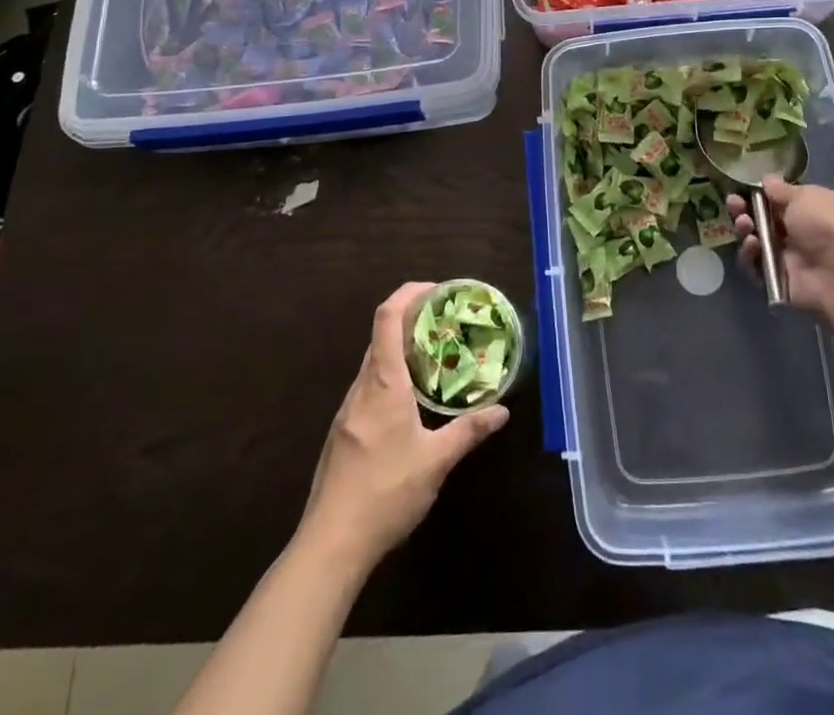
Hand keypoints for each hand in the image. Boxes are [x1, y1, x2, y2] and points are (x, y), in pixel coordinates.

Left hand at [300, 283, 507, 568]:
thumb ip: (468, 431)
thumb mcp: (436, 462)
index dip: (407, 294)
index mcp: (383, 383)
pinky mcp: (343, 433)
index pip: (387, 318)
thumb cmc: (385, 493)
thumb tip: (502, 411)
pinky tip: (410, 405)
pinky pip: (368, 389)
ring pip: (373, 365)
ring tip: (434, 362)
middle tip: (445, 326)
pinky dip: (390, 379)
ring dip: (400, 353)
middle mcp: (361, 388)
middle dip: (411, 323)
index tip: (434, 290)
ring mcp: (348, 411)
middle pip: (380, 337)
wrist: (331, 544)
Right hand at [727, 176, 833, 324]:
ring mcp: (787, 255)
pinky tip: (752, 244)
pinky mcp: (776, 277)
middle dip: (744, 209)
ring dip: (745, 229)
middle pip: (762, 218)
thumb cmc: (826, 224)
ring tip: (744, 223)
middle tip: (733, 203)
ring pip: (755, 239)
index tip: (742, 187)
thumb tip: (767, 180)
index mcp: (810, 207)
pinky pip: (754, 264)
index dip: (759, 193)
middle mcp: (798, 231)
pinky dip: (750, 253)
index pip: (778, 198)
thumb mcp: (805, 196)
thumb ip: (781, 189)